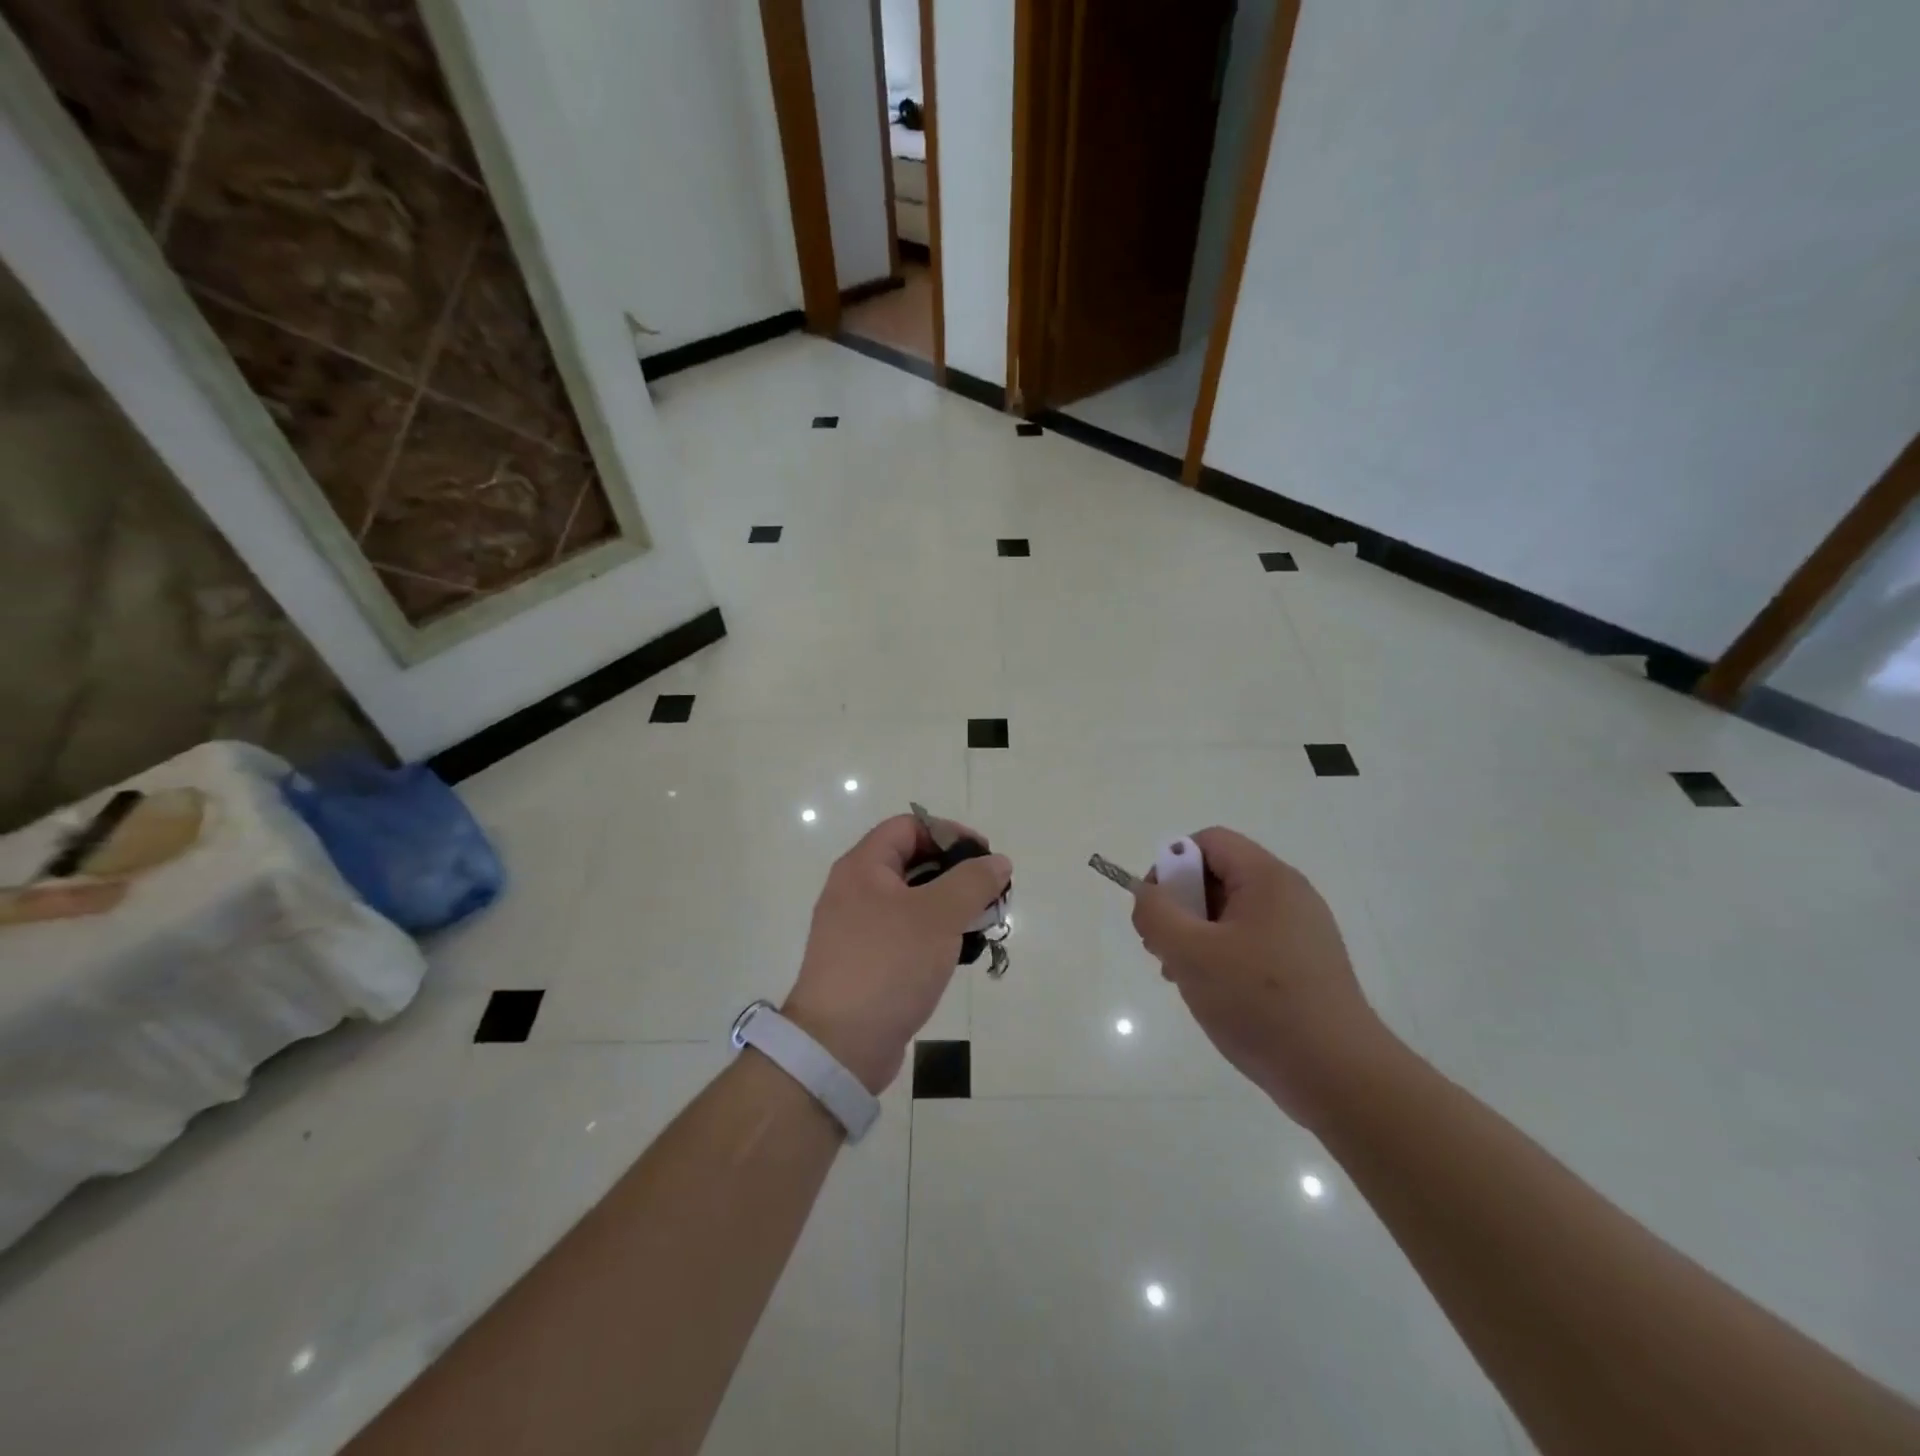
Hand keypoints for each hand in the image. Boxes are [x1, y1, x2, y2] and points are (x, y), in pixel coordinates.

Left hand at [783, 815, 1011, 1094]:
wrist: (839, 1045)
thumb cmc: (889, 965)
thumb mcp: (938, 916)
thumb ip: (972, 882)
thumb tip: (997, 861)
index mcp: (863, 867)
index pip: (908, 826)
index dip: (949, 833)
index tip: (984, 857)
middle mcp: (854, 891)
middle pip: (911, 862)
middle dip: (955, 873)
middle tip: (989, 894)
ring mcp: (857, 928)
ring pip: (911, 901)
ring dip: (948, 907)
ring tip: (981, 926)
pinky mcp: (865, 962)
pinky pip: (904, 933)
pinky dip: (933, 935)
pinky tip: (958, 955)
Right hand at [1130, 827, 1394, 1127]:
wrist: (1339, 1076)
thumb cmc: (1260, 1003)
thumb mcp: (1190, 954)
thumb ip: (1156, 914)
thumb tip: (1146, 894)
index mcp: (1267, 879)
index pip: (1209, 842)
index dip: (1171, 864)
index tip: (1155, 909)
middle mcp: (1289, 895)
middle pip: (1218, 876)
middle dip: (1181, 906)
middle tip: (1163, 948)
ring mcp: (1301, 931)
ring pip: (1231, 914)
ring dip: (1196, 936)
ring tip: (1182, 977)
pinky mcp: (1305, 965)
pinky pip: (1251, 943)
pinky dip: (1222, 957)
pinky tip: (1212, 994)